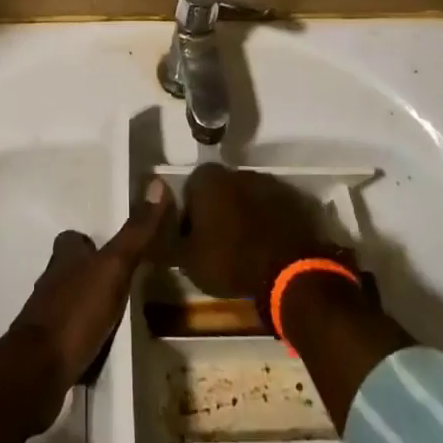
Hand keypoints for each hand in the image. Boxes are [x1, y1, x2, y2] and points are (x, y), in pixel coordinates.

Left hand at [3, 178, 173, 431]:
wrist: (38, 371)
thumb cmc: (77, 311)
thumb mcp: (114, 267)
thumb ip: (136, 232)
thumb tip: (157, 184)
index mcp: (64, 258)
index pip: (73, 239)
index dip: (89, 241)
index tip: (112, 248)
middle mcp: (50, 282)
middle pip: (69, 270)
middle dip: (90, 273)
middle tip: (119, 283)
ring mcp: (44, 317)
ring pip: (67, 301)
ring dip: (86, 305)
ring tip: (113, 316)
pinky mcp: (45, 350)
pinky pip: (66, 335)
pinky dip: (80, 337)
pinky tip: (96, 347)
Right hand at [179, 164, 340, 306]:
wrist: (290, 270)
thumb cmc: (230, 260)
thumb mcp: (187, 259)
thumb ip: (165, 239)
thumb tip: (148, 227)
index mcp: (208, 179)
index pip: (189, 190)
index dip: (188, 217)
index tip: (193, 241)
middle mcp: (238, 171)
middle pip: (219, 191)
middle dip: (217, 212)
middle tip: (218, 245)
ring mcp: (269, 183)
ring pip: (247, 198)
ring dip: (244, 216)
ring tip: (245, 249)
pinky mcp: (294, 199)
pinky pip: (272, 209)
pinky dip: (268, 223)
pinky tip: (268, 248)